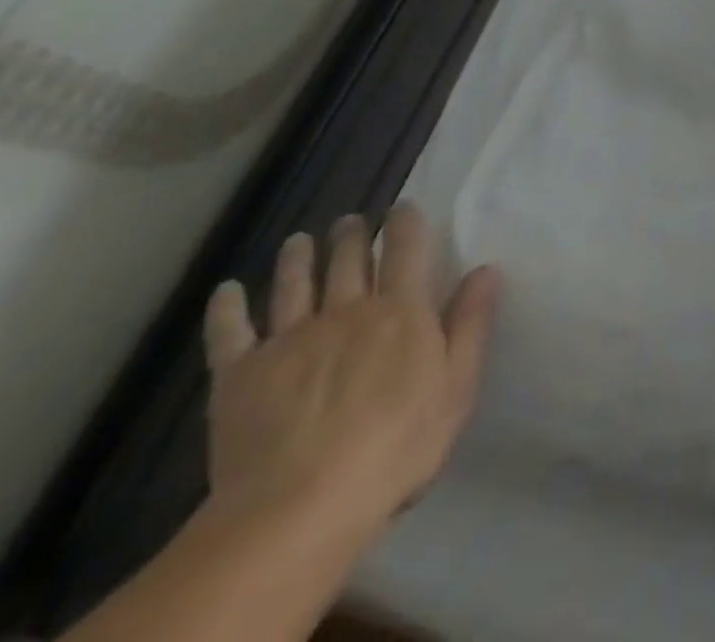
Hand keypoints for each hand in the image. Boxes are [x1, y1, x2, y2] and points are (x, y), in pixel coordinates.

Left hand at [202, 204, 499, 545]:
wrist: (299, 508)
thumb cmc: (396, 448)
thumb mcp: (456, 387)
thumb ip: (470, 325)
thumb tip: (486, 269)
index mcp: (400, 311)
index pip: (406, 250)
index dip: (405, 223)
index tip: (403, 207)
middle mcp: (346, 311)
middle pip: (348, 260)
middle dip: (351, 235)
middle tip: (349, 221)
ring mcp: (289, 339)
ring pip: (293, 284)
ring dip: (297, 258)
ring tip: (299, 240)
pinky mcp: (240, 374)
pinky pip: (230, 332)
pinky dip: (228, 307)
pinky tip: (228, 291)